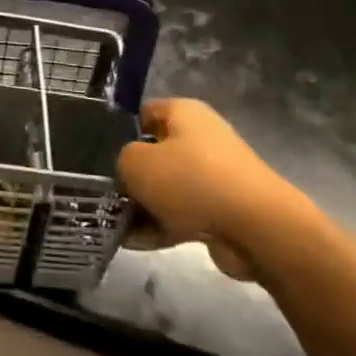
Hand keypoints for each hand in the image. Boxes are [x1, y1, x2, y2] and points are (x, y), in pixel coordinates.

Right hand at [116, 99, 314, 280]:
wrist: (257, 230)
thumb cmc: (191, 181)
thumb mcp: (135, 161)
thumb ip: (120, 160)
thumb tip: (128, 170)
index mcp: (184, 113)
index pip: (142, 113)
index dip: (118, 132)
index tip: (98, 156)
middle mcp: (201, 138)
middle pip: (154, 153)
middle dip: (130, 175)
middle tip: (104, 193)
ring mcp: (214, 176)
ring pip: (166, 188)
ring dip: (142, 205)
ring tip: (114, 222)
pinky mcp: (222, 210)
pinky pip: (181, 214)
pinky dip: (160, 227)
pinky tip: (133, 242)